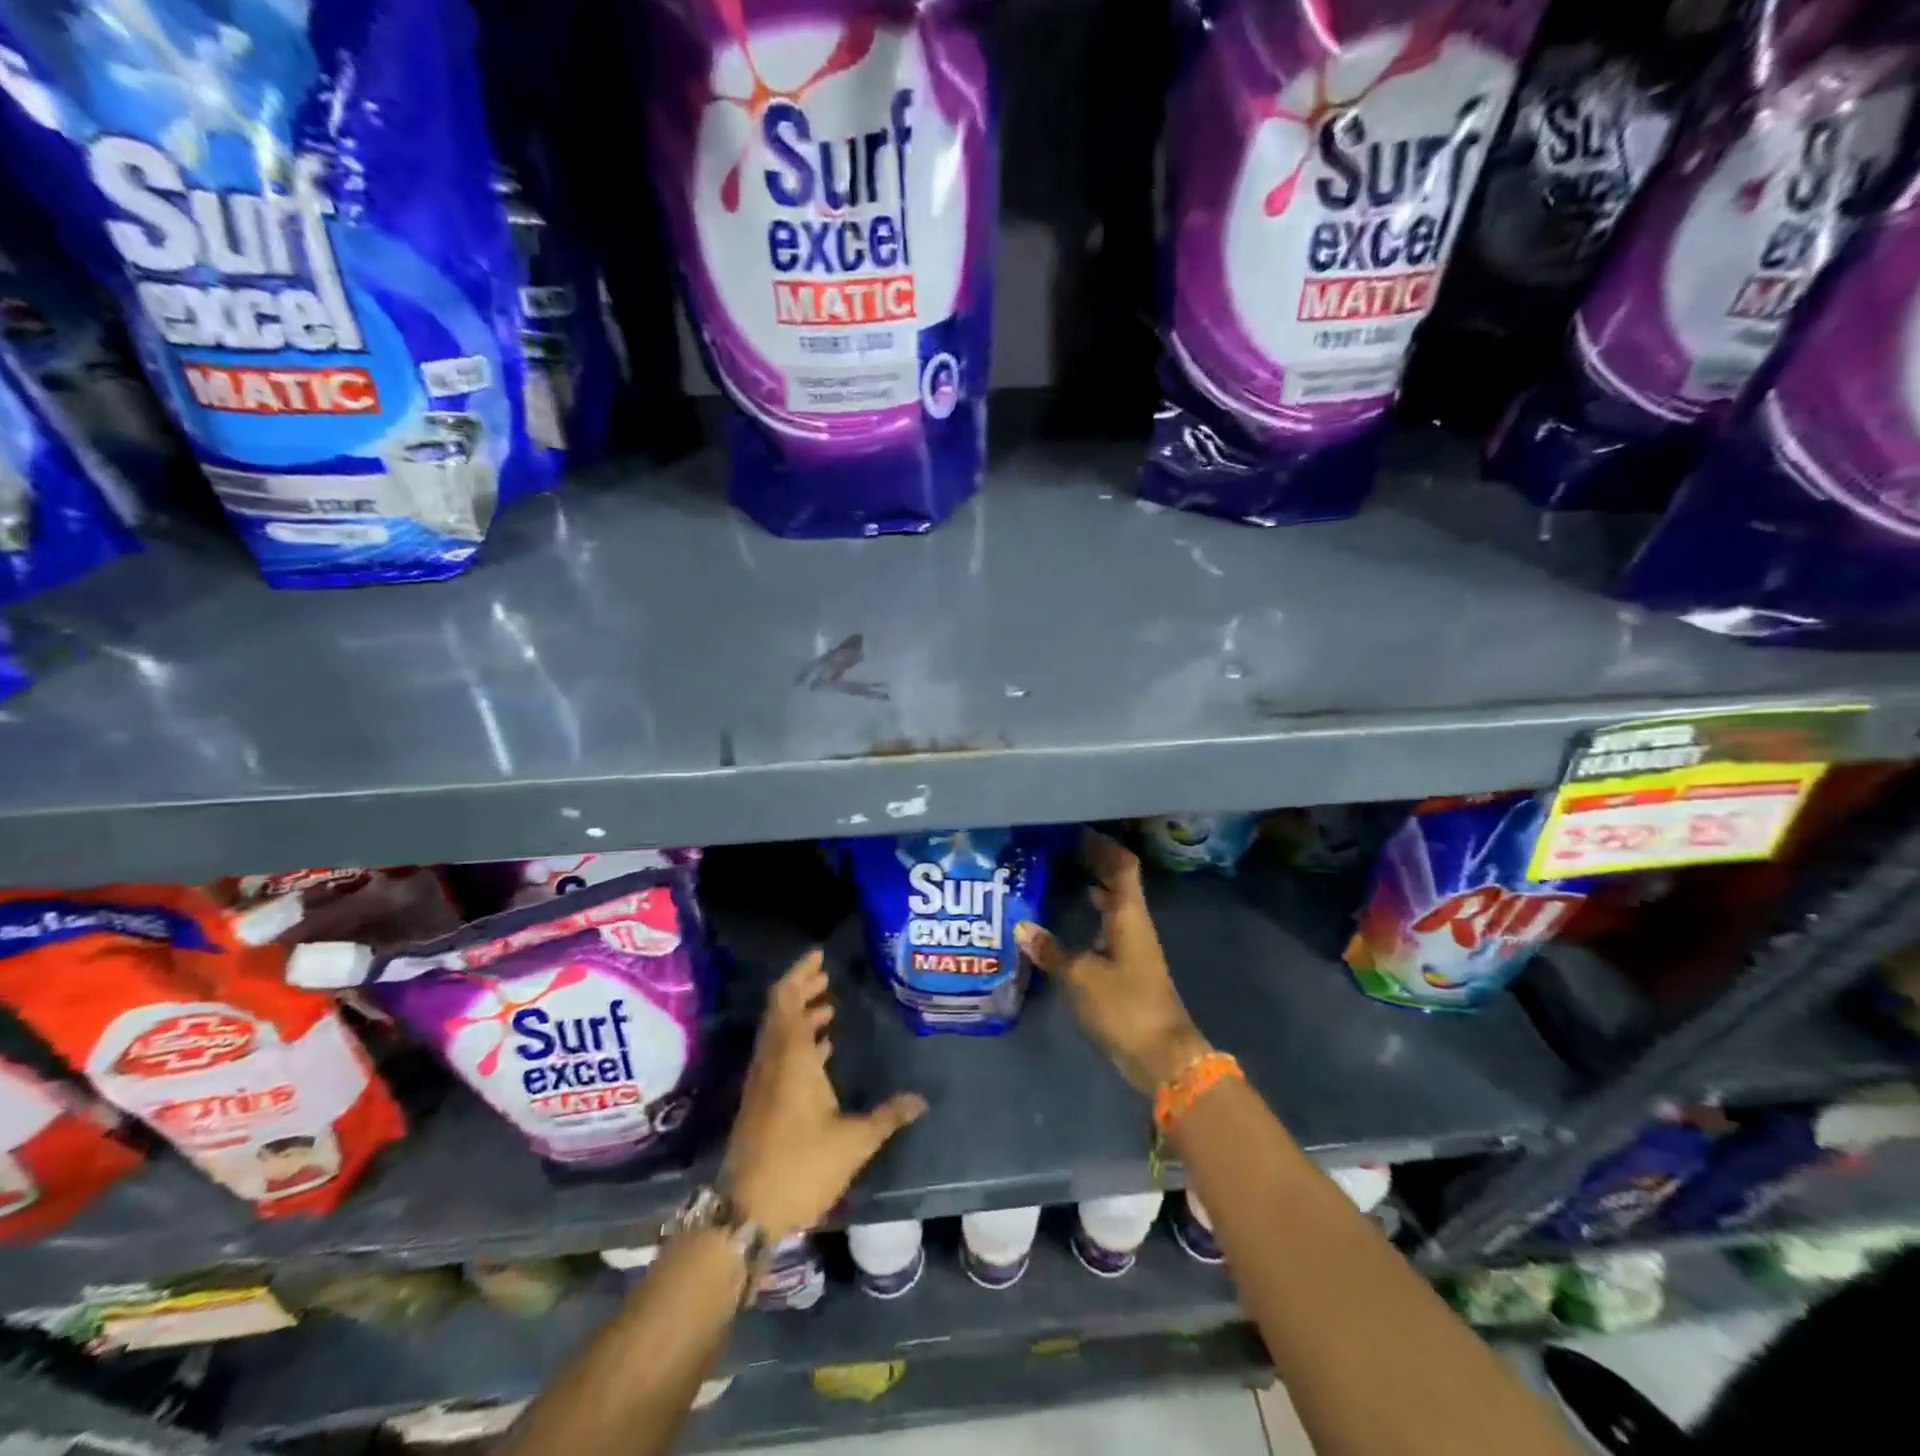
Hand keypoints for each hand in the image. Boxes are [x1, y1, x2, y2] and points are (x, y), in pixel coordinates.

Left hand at [722, 950, 927, 1238]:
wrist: (746, 1211)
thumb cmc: (801, 1167)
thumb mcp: (853, 1142)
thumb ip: (888, 1116)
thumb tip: (921, 1100)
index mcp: (791, 1057)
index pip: (789, 999)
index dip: (801, 973)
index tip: (820, 956)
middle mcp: (772, 1060)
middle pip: (780, 1009)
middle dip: (802, 987)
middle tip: (827, 974)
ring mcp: (763, 1080)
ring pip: (778, 1031)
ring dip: (800, 1014)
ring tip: (829, 1007)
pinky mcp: (760, 1100)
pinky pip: (778, 1052)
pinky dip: (797, 1039)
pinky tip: (821, 1050)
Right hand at [1015, 831, 1212, 1093]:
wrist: (1162, 1055)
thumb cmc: (1124, 1005)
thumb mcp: (1081, 976)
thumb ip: (1052, 950)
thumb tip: (1022, 926)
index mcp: (1129, 915)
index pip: (1122, 866)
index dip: (1102, 846)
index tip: (1075, 831)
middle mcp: (1134, 923)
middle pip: (1118, 881)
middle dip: (1093, 862)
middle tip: (1058, 848)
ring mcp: (1132, 946)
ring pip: (1112, 904)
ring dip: (1092, 886)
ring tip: (1059, 874)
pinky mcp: (1127, 967)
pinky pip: (1107, 926)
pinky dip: (1090, 914)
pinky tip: (1068, 918)